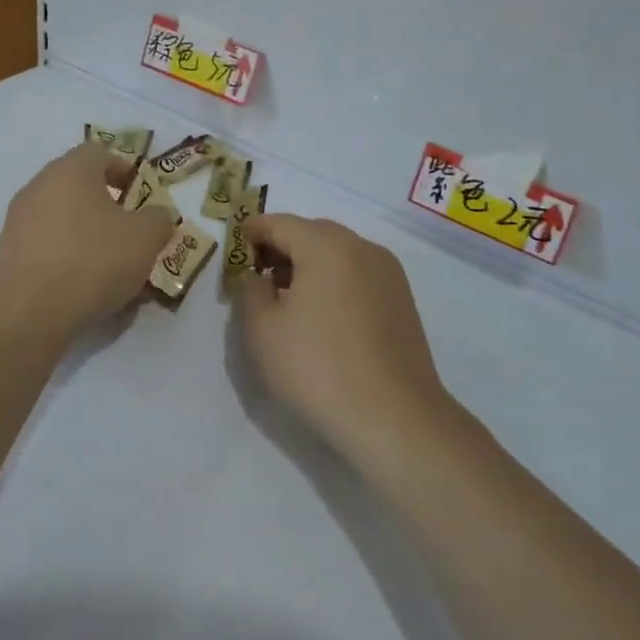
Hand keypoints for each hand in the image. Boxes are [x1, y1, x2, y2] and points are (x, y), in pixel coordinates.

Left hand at [0, 144, 176, 337]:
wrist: (29, 312)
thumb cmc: (94, 259)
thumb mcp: (145, 238)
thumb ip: (159, 219)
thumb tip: (157, 215)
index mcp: (72, 170)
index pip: (99, 153)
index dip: (124, 170)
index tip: (140, 196)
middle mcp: (40, 185)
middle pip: (78, 185)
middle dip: (106, 205)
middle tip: (129, 232)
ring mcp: (19, 219)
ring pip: (62, 217)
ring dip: (87, 233)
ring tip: (110, 266)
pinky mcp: (8, 252)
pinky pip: (46, 244)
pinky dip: (66, 256)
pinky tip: (84, 286)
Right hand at [231, 215, 453, 460]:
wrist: (394, 417)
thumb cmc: (317, 367)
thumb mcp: (263, 330)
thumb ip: (251, 291)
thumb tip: (258, 276)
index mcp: (326, 245)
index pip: (281, 223)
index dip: (254, 230)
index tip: (236, 244)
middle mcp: (362, 248)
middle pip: (313, 233)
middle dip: (283, 247)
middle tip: (258, 274)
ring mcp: (388, 273)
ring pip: (339, 254)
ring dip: (310, 265)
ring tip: (288, 298)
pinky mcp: (402, 300)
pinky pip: (358, 275)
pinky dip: (334, 281)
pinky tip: (322, 315)